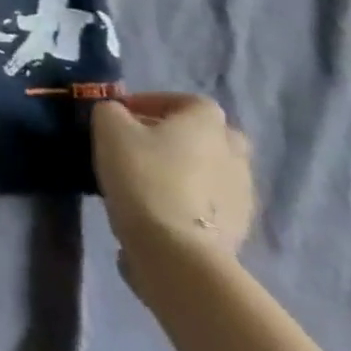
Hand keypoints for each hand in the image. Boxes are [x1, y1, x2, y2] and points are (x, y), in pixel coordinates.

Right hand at [93, 93, 255, 273]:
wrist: (176, 249)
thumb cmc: (143, 174)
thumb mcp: (108, 127)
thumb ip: (111, 110)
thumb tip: (118, 115)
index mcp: (206, 125)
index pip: (192, 101)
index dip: (159, 101)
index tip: (128, 112)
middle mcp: (234, 156)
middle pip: (214, 137)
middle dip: (183, 136)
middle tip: (146, 142)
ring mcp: (242, 196)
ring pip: (214, 171)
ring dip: (187, 169)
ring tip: (149, 177)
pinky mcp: (240, 230)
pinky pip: (213, 202)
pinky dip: (191, 199)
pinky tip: (160, 206)